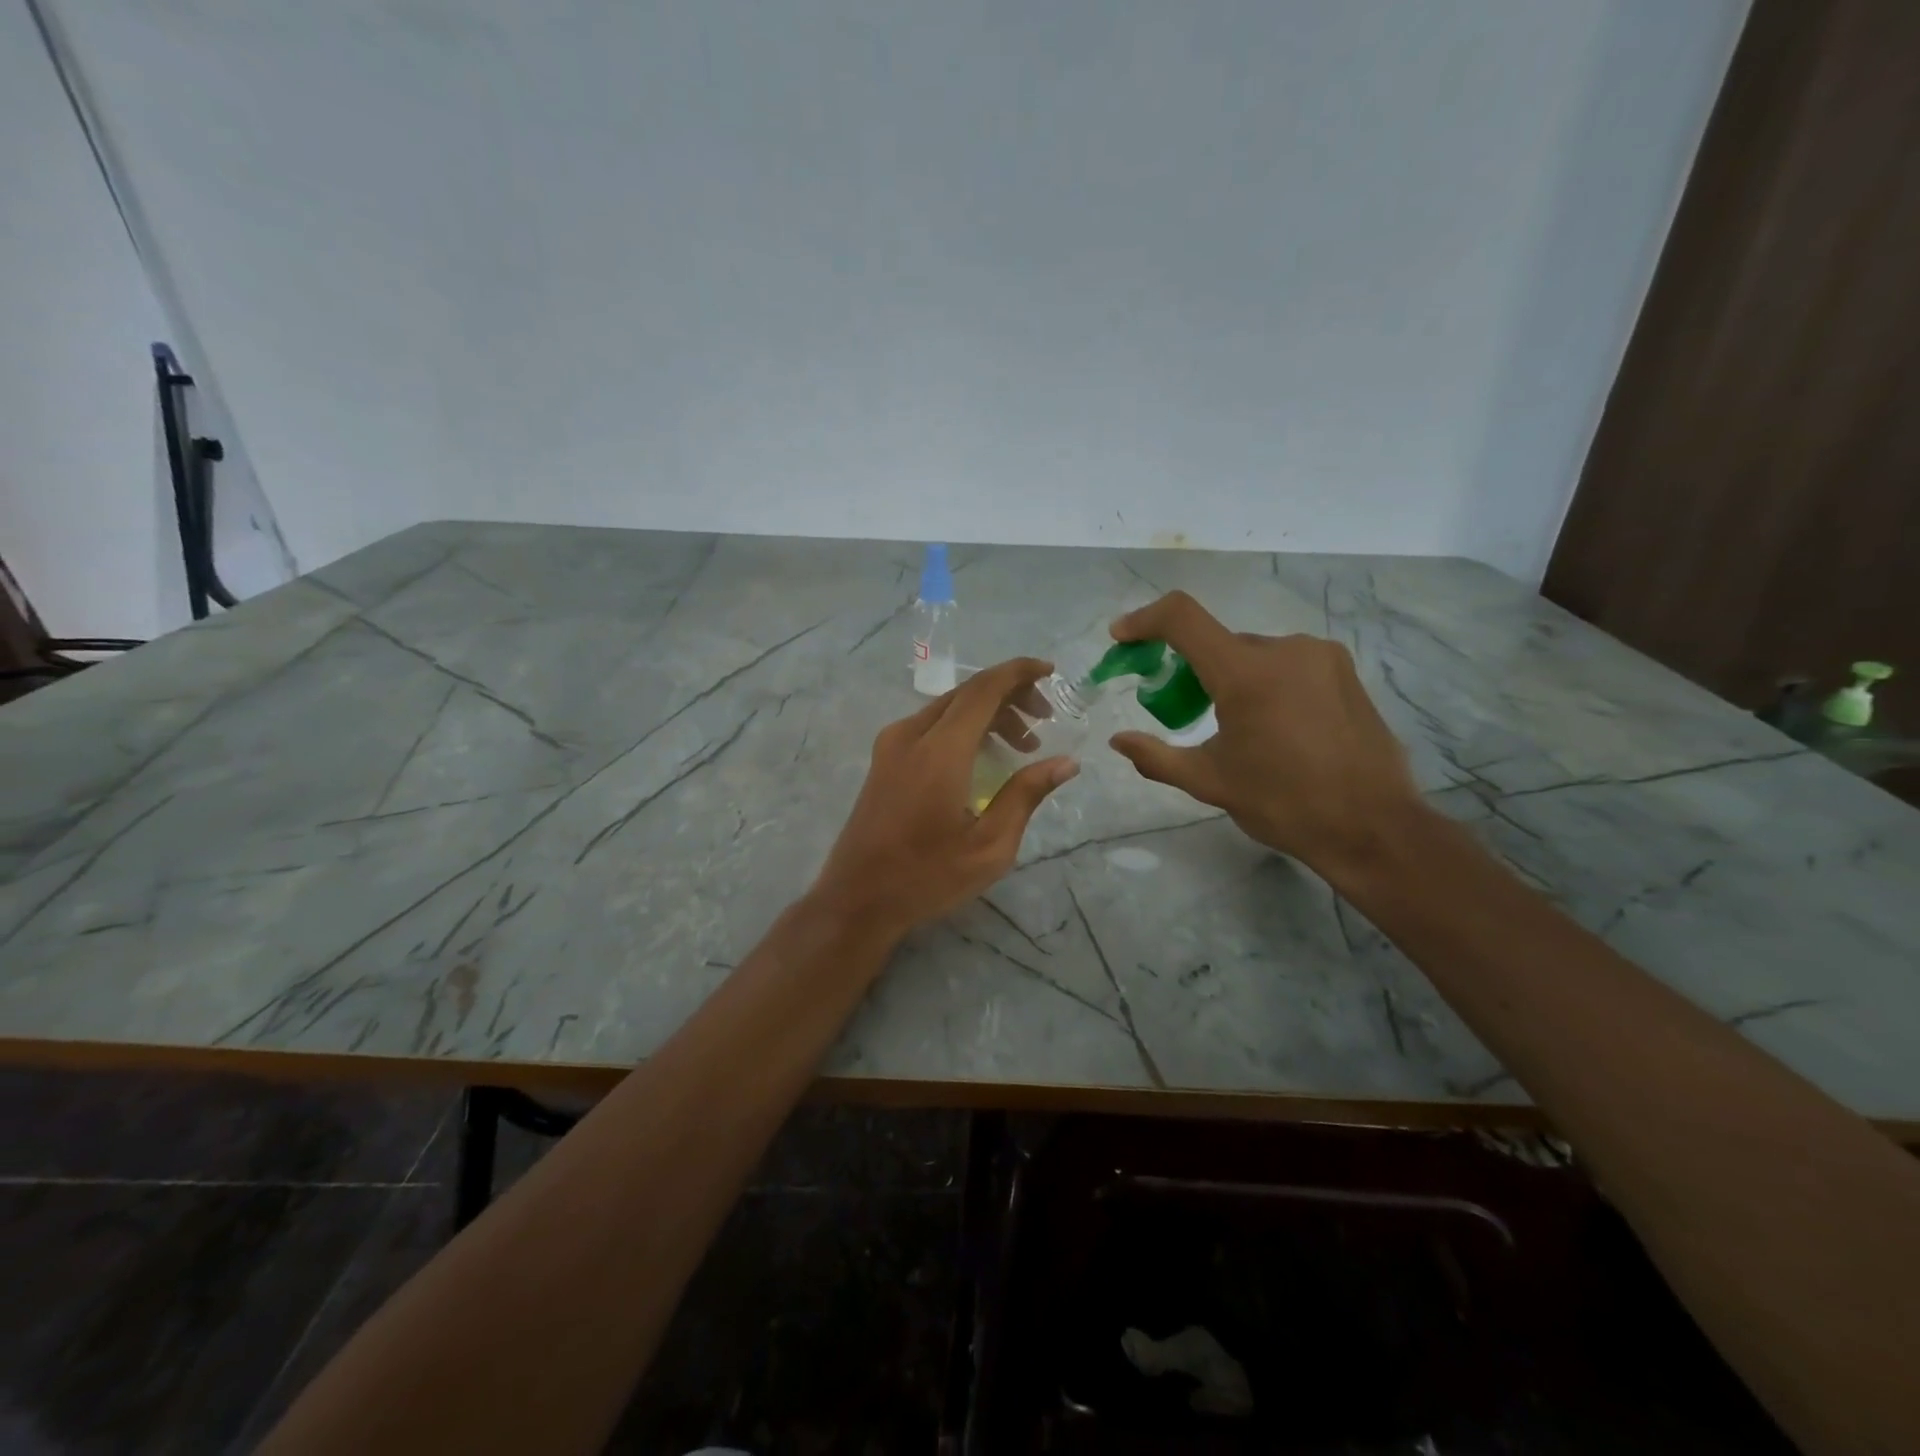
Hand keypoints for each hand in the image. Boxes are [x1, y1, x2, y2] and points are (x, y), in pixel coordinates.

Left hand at [812, 658, 1078, 939]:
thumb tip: (1066, 762)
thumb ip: (1026, 795)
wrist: (857, 898)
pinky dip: (963, 727)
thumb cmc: (927, 877)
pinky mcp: (884, 760)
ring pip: (947, 707)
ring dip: (987, 713)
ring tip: (1022, 745)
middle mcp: (911, 735)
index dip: (1018, 673)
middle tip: (1044, 719)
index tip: (1050, 671)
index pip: (984, 689)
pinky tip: (983, 756)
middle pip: (966, 693)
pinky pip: (930, 725)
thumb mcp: (989, 845)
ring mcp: (891, 745)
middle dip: (1009, 695)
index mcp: (940, 751)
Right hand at [1107, 592, 1422, 882]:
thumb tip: (1118, 741)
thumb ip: (1156, 757)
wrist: (1373, 827)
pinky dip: (1264, 683)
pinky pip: (1286, 664)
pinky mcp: (1344, 671)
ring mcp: (1320, 656)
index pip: (1182, 618)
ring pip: (1253, 655)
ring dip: (1230, 678)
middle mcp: (1285, 649)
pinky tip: (1273, 727)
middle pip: (1218, 643)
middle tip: (1180, 711)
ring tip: (1235, 728)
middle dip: (1190, 669)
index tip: (1122, 638)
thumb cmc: (1284, 804)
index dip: (1144, 620)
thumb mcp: (1210, 783)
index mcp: (1246, 673)